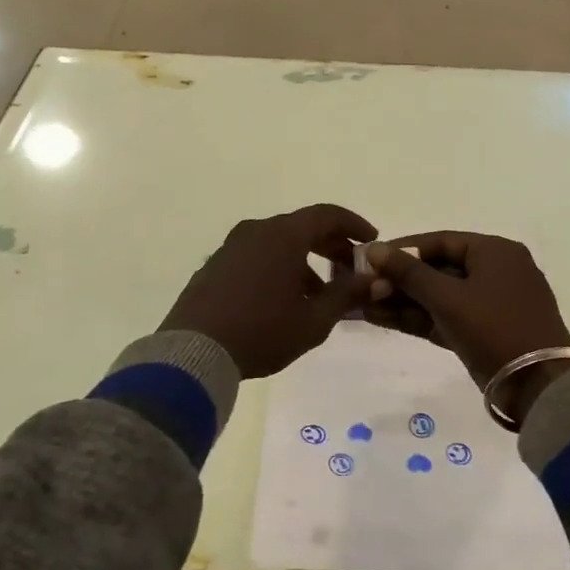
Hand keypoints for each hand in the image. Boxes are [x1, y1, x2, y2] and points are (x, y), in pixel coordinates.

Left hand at [160, 205, 376, 378]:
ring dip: (304, 263)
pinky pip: (256, 258)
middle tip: (350, 270)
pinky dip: (278, 269)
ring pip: (278, 244)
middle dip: (331, 247)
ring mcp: (231, 248)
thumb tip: (375, 281)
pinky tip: (284, 302)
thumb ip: (347, 295)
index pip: (326, 215)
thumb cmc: (262, 331)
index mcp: (283, 235)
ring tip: (319, 296)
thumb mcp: (314, 319)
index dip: (353, 225)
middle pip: (302, 228)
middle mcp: (256, 232)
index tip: (371, 241)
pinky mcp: (214, 267)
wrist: (193, 353)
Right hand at [363, 233, 569, 391]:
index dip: (402, 250)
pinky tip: (383, 320)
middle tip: (364, 288)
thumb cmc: (494, 328)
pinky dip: (420, 319)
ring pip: (441, 296)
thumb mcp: (447, 298)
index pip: (440, 242)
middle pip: (439, 269)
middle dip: (400, 280)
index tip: (370, 260)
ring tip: (364, 306)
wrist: (539, 387)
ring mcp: (493, 303)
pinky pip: (448, 316)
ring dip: (405, 302)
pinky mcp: (487, 332)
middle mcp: (497, 271)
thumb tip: (373, 249)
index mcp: (495, 252)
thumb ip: (408, 273)